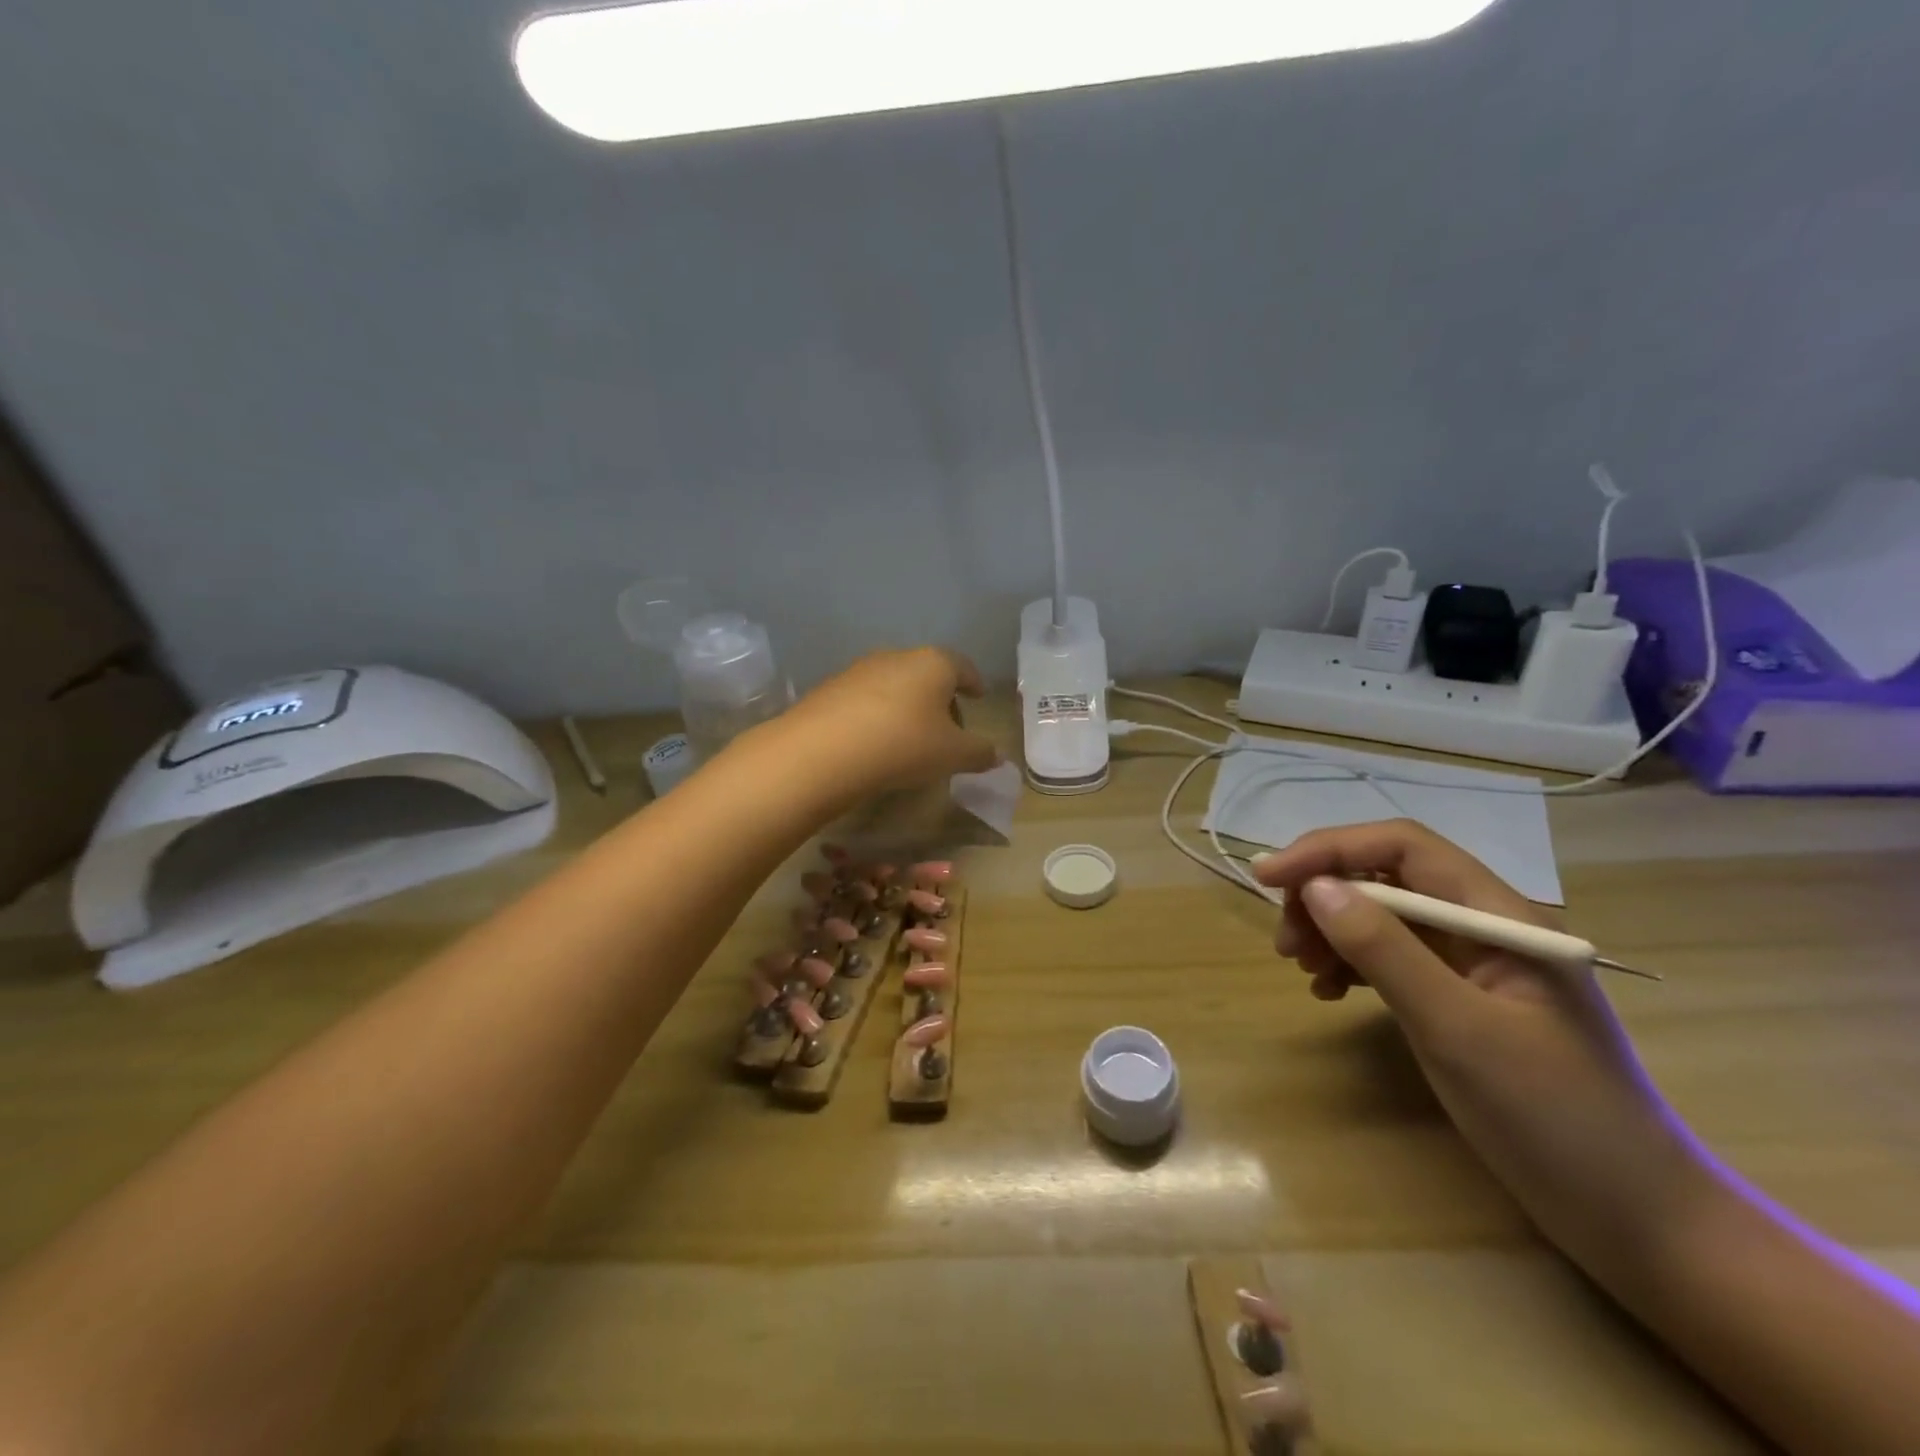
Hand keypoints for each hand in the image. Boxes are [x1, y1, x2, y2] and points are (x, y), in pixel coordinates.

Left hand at [775, 647, 1000, 802]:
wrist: (823, 751)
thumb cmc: (903, 744)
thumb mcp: (952, 755)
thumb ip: (979, 753)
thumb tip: (995, 755)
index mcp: (934, 663)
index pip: (962, 666)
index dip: (974, 682)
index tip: (979, 695)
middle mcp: (897, 656)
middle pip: (927, 674)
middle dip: (941, 698)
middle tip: (948, 729)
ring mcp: (859, 669)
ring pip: (895, 685)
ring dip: (907, 707)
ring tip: (911, 740)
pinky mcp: (830, 689)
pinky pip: (866, 700)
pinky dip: (878, 716)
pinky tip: (876, 743)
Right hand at [1254, 821, 1701, 1266]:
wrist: (1639, 1222)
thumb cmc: (1556, 1120)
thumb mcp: (1459, 1030)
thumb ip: (1386, 950)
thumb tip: (1316, 887)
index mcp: (1501, 916)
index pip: (1402, 847)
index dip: (1329, 849)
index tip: (1267, 877)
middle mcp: (1486, 926)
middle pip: (1387, 877)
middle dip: (1324, 895)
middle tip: (1284, 943)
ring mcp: (1475, 965)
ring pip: (1384, 917)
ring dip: (1332, 931)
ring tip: (1302, 970)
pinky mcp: (1462, 1001)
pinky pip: (1393, 959)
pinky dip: (1352, 965)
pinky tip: (1330, 992)